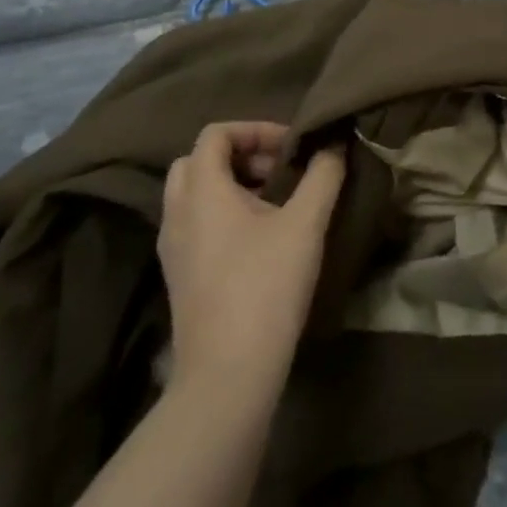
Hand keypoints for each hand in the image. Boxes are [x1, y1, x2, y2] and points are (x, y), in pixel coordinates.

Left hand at [159, 123, 345, 397]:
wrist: (227, 377)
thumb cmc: (265, 287)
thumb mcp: (305, 224)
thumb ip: (323, 175)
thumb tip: (334, 144)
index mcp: (201, 190)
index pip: (215, 133)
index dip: (254, 129)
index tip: (290, 148)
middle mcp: (177, 212)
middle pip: (199, 161)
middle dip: (240, 155)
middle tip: (278, 171)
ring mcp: (173, 248)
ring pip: (195, 194)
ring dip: (231, 185)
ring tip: (274, 203)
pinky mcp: (179, 277)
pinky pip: (195, 224)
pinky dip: (222, 215)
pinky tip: (259, 239)